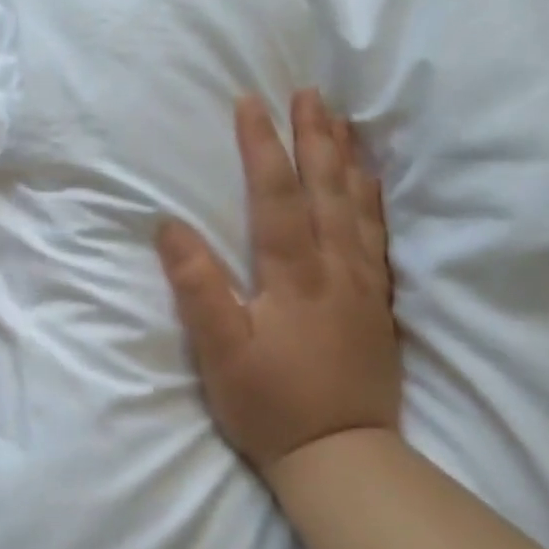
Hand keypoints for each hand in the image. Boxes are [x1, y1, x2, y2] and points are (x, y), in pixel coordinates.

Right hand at [156, 91, 398, 477]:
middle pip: (326, 189)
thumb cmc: (271, 404)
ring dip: (347, 159)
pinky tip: (370, 185)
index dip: (262, 146)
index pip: (277, 196)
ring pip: (357, 207)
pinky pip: (379, 237)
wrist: (342, 455)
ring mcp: (362, 285)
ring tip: (341, 121)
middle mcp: (335, 269)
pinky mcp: (377, 304)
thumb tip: (170, 227)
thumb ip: (197, 287)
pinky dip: (373, 201)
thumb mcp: (220, 352)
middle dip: (315, 137)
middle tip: (309, 93)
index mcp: (294, 276)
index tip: (251, 103)